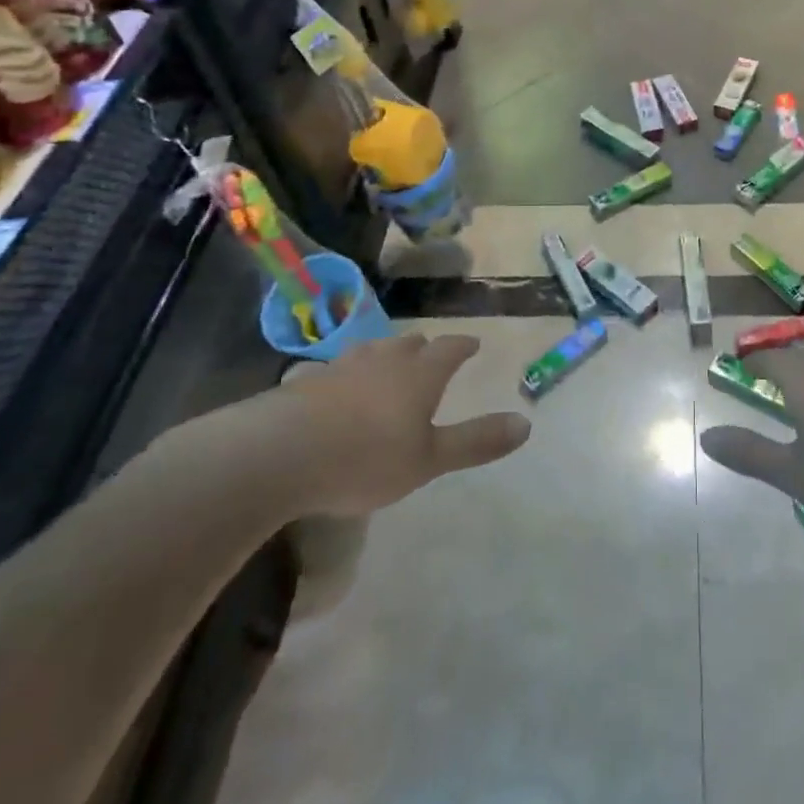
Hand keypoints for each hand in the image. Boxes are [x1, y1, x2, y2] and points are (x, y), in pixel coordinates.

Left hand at [249, 333, 530, 515]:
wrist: (277, 455)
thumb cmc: (365, 458)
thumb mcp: (429, 460)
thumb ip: (475, 441)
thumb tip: (526, 423)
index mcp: (419, 375)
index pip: (449, 349)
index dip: (463, 346)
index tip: (473, 343)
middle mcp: (382, 361)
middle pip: (408, 344)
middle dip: (423, 348)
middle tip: (429, 354)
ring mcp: (339, 367)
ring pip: (369, 351)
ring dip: (383, 355)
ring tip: (385, 363)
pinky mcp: (303, 383)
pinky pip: (328, 370)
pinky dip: (339, 375)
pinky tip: (329, 386)